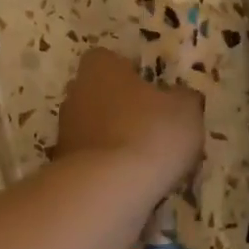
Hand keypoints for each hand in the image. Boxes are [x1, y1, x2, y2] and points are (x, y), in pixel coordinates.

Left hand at [54, 47, 203, 198]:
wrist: (109, 189)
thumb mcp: (186, 110)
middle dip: (119, 107)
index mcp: (99, 68)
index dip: (128, 72)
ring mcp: (65, 131)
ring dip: (112, 139)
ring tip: (143, 160)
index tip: (150, 90)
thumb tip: (179, 98)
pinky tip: (129, 182)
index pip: (107, 59)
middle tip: (150, 125)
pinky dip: (106, 167)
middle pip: (97, 94)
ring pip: (92, 128)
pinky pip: (91, 159)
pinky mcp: (63, 165)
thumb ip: (182, 98)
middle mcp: (75, 94)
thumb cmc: (150, 134)